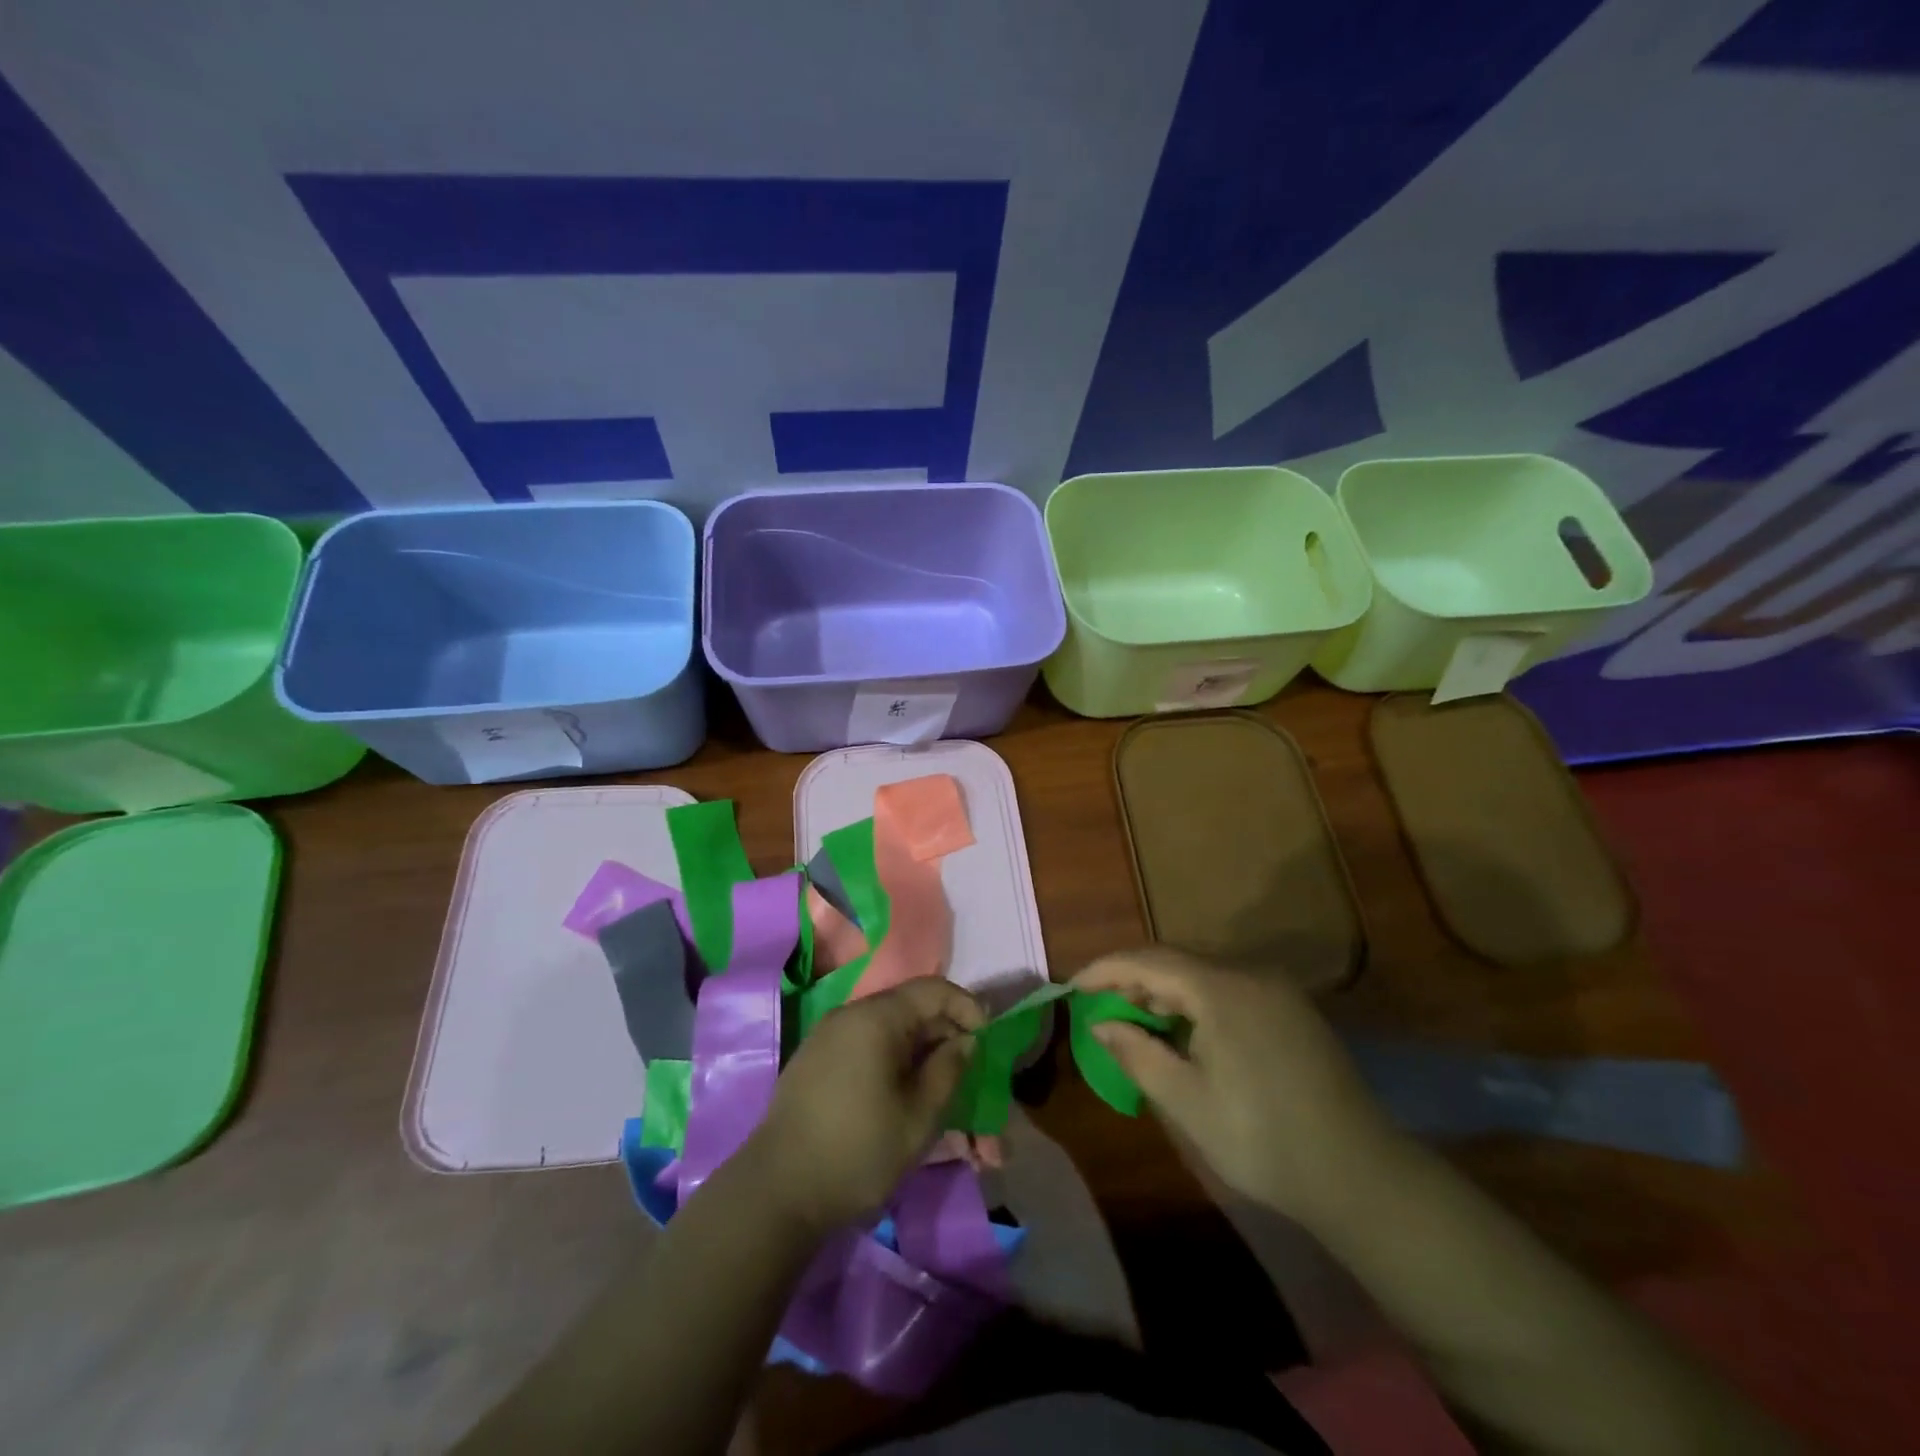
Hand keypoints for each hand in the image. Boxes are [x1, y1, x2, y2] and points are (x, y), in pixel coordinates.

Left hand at [749, 979, 984, 1235]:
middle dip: (949, 1045)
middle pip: (913, 1013)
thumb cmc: (857, 1151)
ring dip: (924, 1063)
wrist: (775, 1193)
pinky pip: (869, 1052)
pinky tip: (908, 1105)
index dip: (967, 1009)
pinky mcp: (818, 1064)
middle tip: (974, 1084)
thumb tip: (965, 1040)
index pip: (934, 990)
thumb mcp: (919, 1116)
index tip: (988, 1043)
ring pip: (892, 1038)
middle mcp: (851, 1015)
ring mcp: (830, 1039)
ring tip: (946, 1105)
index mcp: (876, 1017)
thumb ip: (949, 1069)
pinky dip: (896, 1070)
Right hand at [1072, 948, 1404, 1230]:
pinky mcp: (1292, 1010)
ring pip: (1203, 975)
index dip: (1105, 970)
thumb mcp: (1187, 1102)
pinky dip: (1195, 1003)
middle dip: (1132, 980)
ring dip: (1164, 992)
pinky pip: (1229, 990)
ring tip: (1134, 1022)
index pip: (1148, 961)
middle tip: (1099, 1008)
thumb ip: (1137, 1053)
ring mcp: (1276, 990)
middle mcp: (1249, 975)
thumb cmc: (1262, 1140)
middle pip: (1176, 961)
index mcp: (1221, 990)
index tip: (1072, 988)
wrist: (1360, 1175)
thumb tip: (1101, 1024)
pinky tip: (1184, 1034)